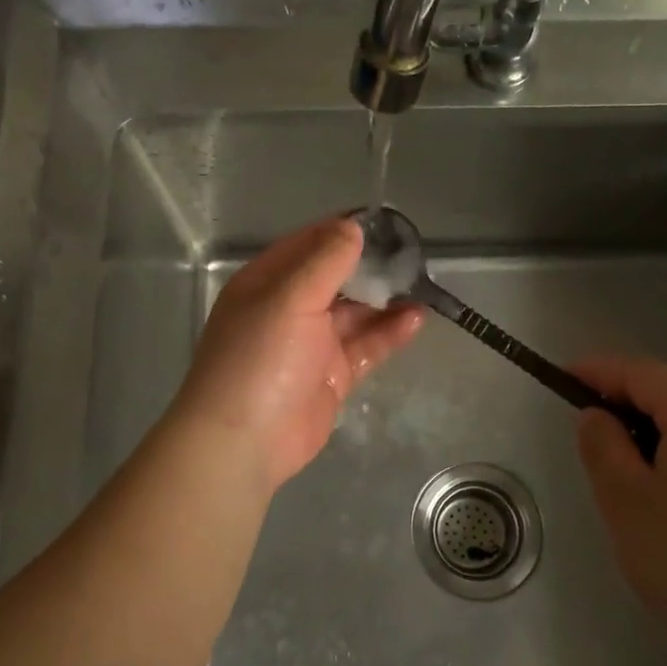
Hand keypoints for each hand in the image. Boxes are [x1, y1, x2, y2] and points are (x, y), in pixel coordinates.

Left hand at [172, 218, 422, 493]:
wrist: (244, 442)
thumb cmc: (260, 358)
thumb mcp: (290, 298)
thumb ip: (325, 261)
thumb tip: (352, 226)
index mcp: (267, 282)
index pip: (308, 244)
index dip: (343, 231)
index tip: (385, 224)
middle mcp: (288, 308)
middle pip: (335, 278)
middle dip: (371, 267)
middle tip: (413, 255)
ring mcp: (310, 345)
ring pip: (354, 313)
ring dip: (385, 300)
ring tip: (422, 284)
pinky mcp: (331, 377)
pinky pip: (364, 347)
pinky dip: (388, 333)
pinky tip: (416, 319)